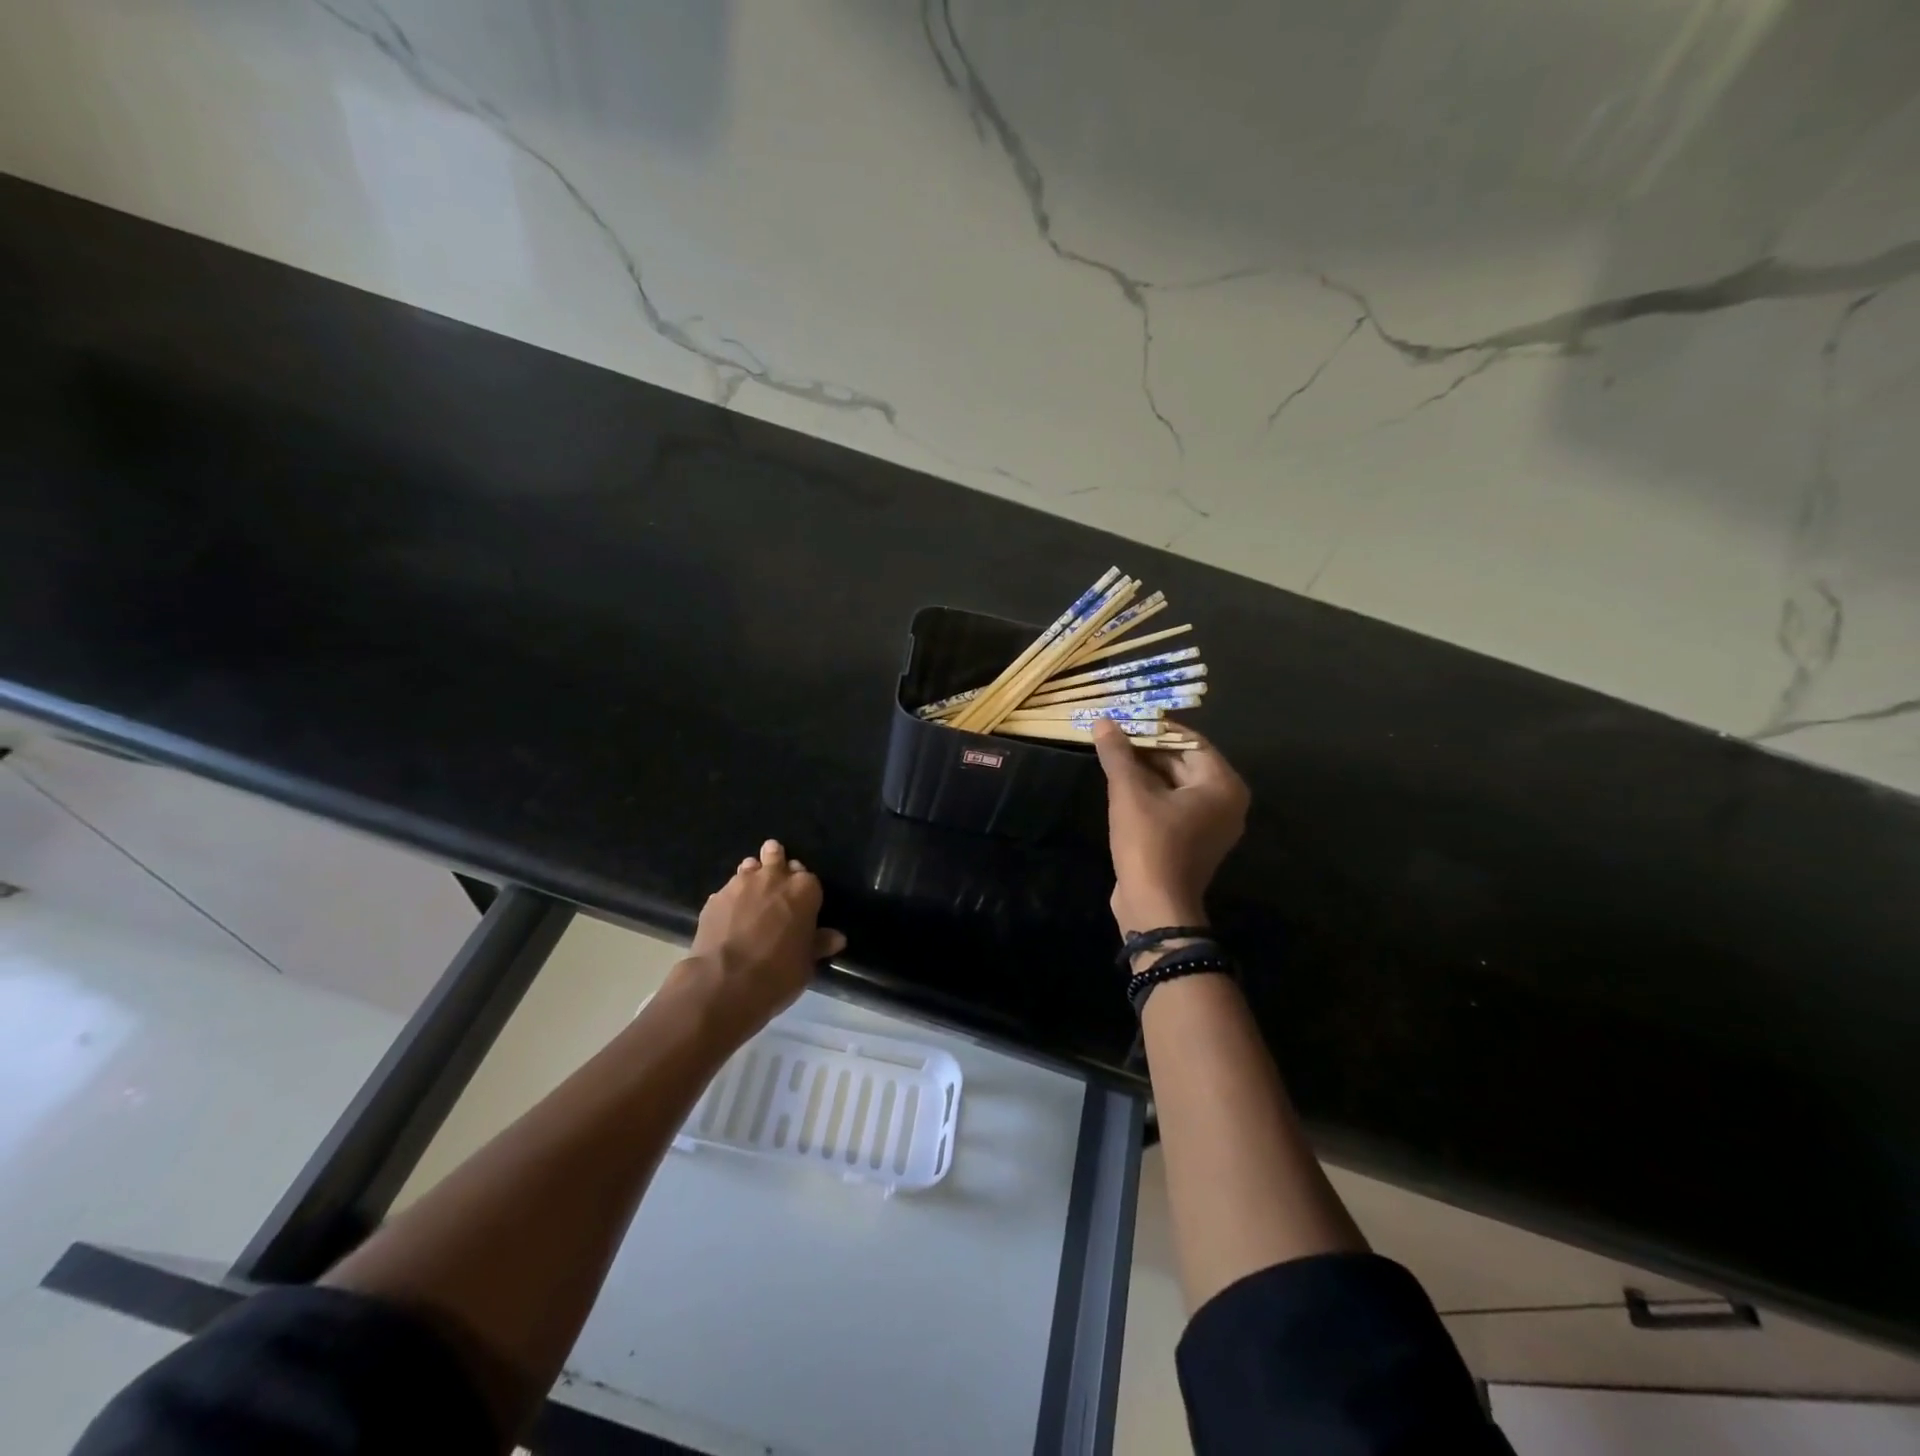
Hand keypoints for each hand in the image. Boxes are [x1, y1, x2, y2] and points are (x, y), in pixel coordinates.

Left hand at [676, 839, 845, 1039]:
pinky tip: (729, 914)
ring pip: (750, 867)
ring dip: (753, 875)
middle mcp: (773, 878)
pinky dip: (731, 897)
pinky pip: (727, 890)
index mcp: (803, 890)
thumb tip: (836, 937)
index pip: (809, 878)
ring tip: (752, 892)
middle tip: (776, 882)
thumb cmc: (778, 973)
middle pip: (776, 857)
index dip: (804, 889)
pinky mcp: (715, 897)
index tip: (801, 900)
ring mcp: (741, 884)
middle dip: (777, 864)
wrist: (725, 982)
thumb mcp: (806, 963)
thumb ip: (819, 943)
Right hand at [1091, 721, 1248, 937]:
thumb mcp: (1129, 793)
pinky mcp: (1193, 841)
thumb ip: (1118, 754)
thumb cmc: (1149, 844)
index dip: (1156, 728)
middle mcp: (1225, 802)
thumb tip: (1103, 721)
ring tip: (1112, 756)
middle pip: (1184, 762)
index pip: (1189, 741)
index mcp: (1222, 785)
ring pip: (1176, 784)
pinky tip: (1121, 786)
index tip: (1125, 719)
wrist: (1154, 907)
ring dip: (1145, 771)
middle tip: (1114, 736)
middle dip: (1148, 749)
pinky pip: (1173, 805)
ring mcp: (1211, 824)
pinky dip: (1150, 794)